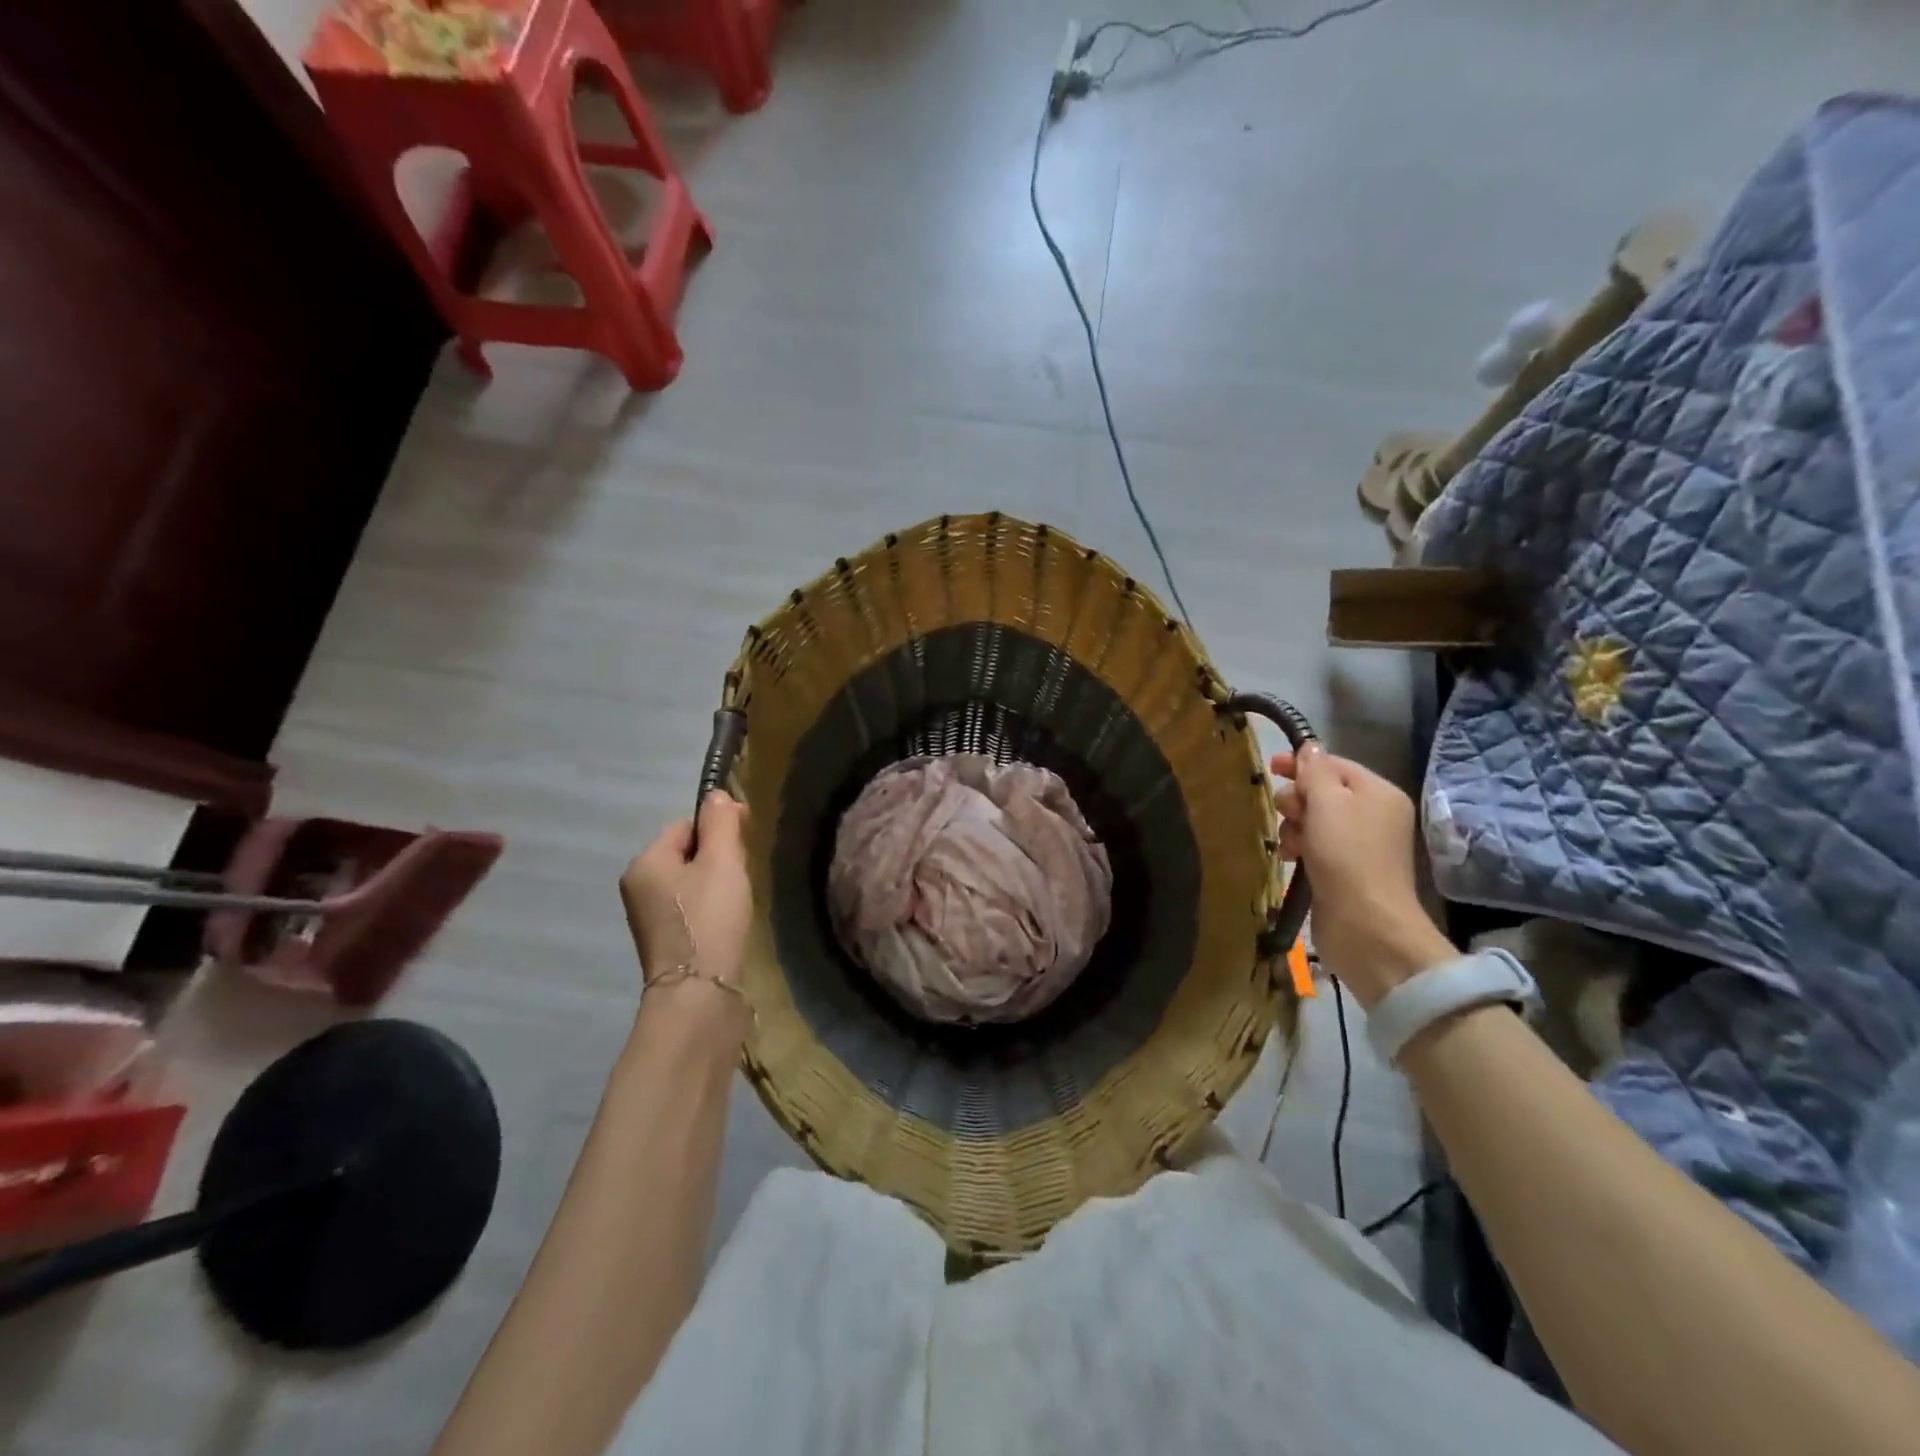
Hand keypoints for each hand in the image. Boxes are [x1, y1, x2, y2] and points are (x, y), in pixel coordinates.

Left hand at [620, 793, 752, 993]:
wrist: (700, 994)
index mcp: (644, 862)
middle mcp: (638, 886)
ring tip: (737, 902)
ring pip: (690, 881)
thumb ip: (721, 823)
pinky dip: (711, 908)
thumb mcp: (722, 861)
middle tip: (742, 876)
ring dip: (717, 884)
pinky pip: (690, 907)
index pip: (685, 824)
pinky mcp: (665, 941)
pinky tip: (728, 922)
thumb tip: (717, 794)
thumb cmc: (710, 919)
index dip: (718, 828)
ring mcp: (649, 917)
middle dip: (718, 858)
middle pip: (687, 852)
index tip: (746, 844)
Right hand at [1270, 744, 1453, 1009]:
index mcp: (1378, 793)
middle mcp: (1374, 815)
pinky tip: (1288, 857)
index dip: (1301, 763)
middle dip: (1297, 798)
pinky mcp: (1345, 871)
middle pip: (1323, 792)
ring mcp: (1360, 846)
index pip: (1334, 764)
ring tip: (1288, 842)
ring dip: (1294, 826)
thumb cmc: (1347, 854)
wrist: (1365, 924)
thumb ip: (1314, 772)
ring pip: (1315, 821)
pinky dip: (1299, 847)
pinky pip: (1315, 847)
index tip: (1269, 766)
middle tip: (1285, 812)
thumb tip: (1309, 747)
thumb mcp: (1327, 802)